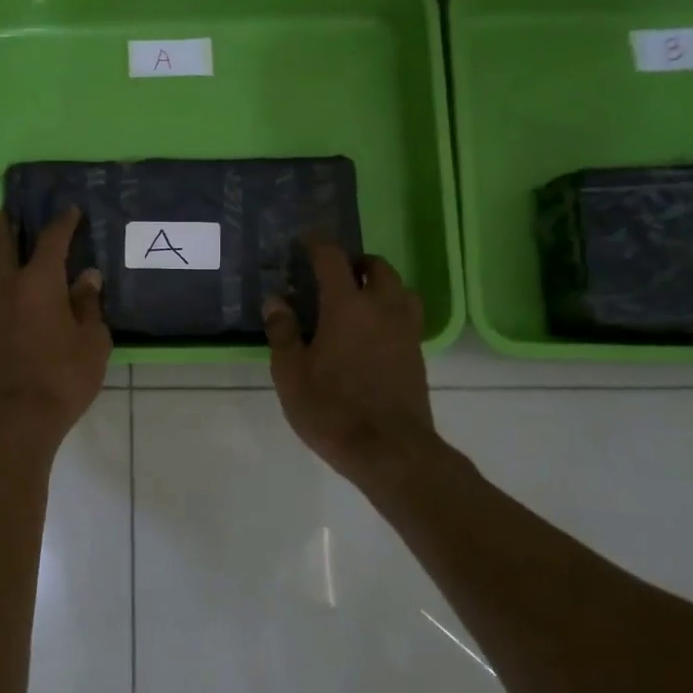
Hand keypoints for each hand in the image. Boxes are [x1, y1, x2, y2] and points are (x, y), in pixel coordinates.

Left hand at [0, 206, 111, 453]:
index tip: (69, 211)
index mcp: (38, 284)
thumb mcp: (91, 343)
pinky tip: (1, 288)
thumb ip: (88, 306)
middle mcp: (7, 290)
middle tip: (4, 212)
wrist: (13, 420)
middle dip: (5, 228)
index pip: (51, 242)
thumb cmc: (61, 378)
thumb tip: (87, 277)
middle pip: (1, 248)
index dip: (61, 224)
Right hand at [263, 241, 443, 480]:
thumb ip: (283, 332)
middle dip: (355, 262)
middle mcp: (382, 308)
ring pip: (400, 289)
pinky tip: (372, 331)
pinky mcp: (417, 353)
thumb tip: (275, 300)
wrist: (390, 450)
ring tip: (358, 298)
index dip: (317, 245)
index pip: (333, 259)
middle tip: (333, 273)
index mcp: (347, 306)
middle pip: (377, 267)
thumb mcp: (291, 373)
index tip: (304, 242)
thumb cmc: (332, 409)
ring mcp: (405, 331)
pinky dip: (390, 309)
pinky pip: (407, 315)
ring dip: (380, 283)